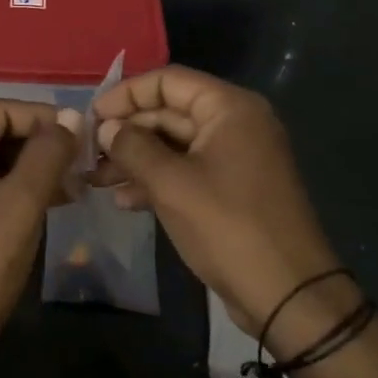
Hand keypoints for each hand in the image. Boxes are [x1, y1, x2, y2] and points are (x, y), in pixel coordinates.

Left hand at [0, 100, 78, 368]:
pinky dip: (19, 185)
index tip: (82, 134)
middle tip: (81, 159)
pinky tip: (54, 198)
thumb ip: (48, 153)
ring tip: (74, 181)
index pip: (0, 110)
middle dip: (40, 142)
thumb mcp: (22, 203)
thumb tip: (73, 117)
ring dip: (34, 165)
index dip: (44, 117)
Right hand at [91, 66, 341, 344]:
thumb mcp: (171, 184)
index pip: (168, 81)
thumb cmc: (228, 227)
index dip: (126, 94)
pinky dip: (156, 180)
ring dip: (135, 158)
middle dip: (127, 132)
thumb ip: (133, 147)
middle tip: (88, 153)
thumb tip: (106, 127)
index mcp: (229, 109)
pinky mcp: (232, 190)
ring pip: (174, 145)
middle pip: (169, 112)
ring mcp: (235, 158)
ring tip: (96, 180)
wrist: (289, 296)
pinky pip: (187, 171)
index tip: (92, 116)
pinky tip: (124, 200)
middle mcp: (235, 124)